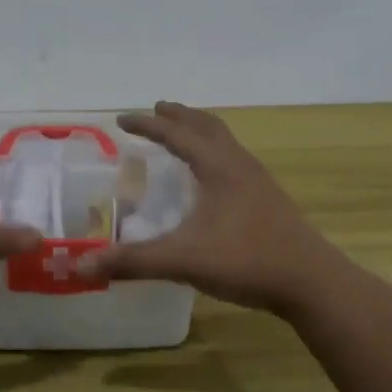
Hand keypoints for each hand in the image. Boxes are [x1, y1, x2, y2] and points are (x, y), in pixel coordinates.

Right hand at [77, 101, 348, 315]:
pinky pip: (234, 160)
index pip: (176, 134)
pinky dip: (215, 152)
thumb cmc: (246, 261)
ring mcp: (258, 181)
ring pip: (225, 141)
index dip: (147, 126)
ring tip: (182, 134)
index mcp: (218, 167)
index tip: (122, 120)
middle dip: (178, 116)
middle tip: (156, 110)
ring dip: (199, 130)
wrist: (311, 282)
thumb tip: (81, 264)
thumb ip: (132, 261)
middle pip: (206, 126)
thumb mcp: (183, 260)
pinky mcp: (268, 199)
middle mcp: (238, 165)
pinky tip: (211, 179)